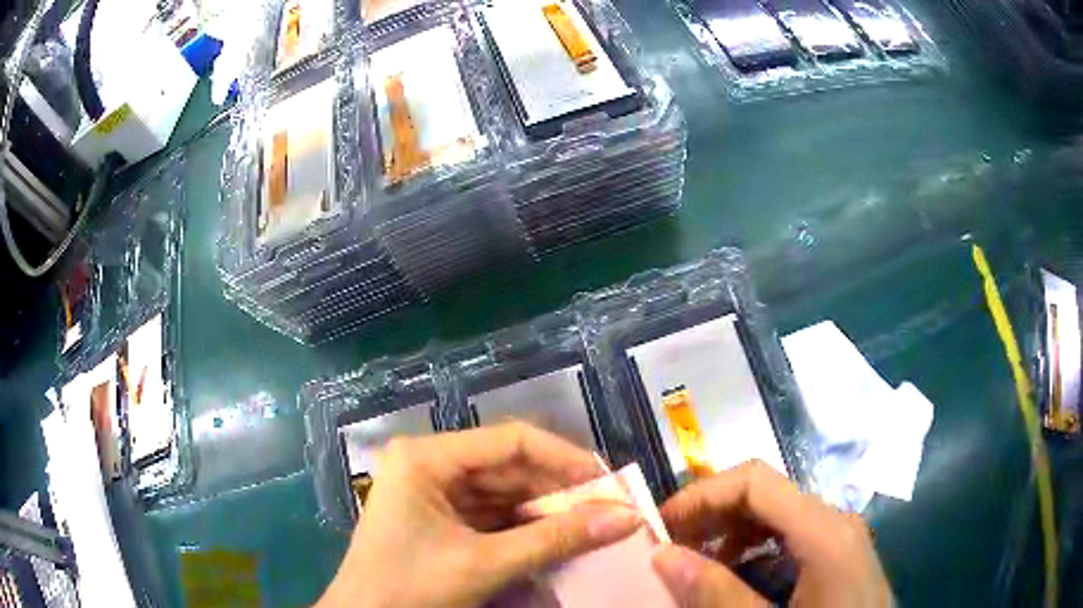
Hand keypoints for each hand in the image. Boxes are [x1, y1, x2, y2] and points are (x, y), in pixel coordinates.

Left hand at [317, 422, 643, 607]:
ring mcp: (432, 492)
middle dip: (559, 491)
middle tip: (610, 509)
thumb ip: (557, 540)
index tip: (610, 482)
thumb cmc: (411, 588)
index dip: (565, 458)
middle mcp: (429, 464)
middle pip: (509, 467)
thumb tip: (628, 518)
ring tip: (593, 525)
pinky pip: (492, 515)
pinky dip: (525, 528)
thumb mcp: (486, 564)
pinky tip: (557, 539)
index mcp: (427, 457)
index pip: (511, 441)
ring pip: (504, 493)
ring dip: (546, 511)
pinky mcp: (438, 519)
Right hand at [651, 460, 891, 606]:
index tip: (660, 527)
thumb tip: (664, 554)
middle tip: (671, 549)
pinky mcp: (839, 556)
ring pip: (776, 517)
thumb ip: (717, 595)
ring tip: (698, 568)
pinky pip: (790, 539)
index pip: (756, 481)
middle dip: (712, 516)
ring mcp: (840, 537)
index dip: (702, 495)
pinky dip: (754, 552)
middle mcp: (834, 521)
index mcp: (823, 530)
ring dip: (730, 535)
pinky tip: (737, 581)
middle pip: (766, 494)